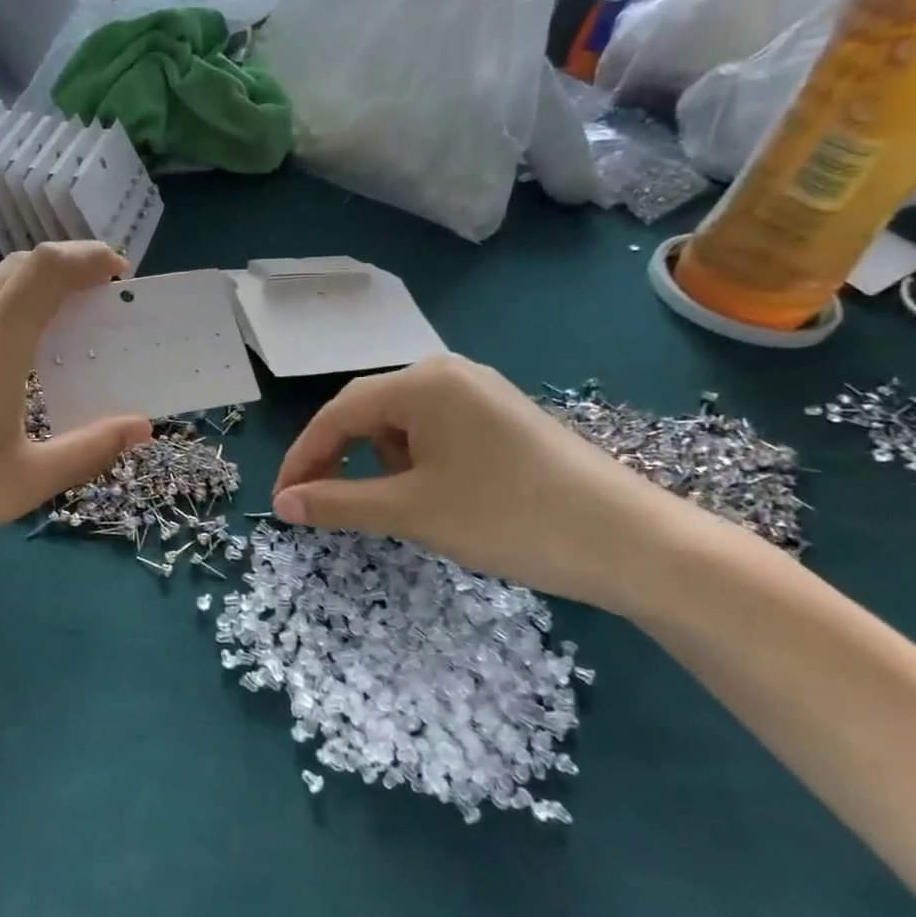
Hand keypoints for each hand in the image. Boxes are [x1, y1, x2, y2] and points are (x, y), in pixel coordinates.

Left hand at [0, 243, 152, 596]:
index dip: (88, 258)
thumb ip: (90, 448)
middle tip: (96, 301)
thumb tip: (142, 426)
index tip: (120, 274)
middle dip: (64, 269)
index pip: (47, 269)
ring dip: (25, 283)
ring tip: (54, 319)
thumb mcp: (26, 481)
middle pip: (16, 265)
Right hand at [271, 355, 693, 613]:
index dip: (302, 458)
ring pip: (400, 424)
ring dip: (378, 463)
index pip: (337, 414)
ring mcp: (479, 393)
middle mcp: (447, 373)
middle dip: (337, 459)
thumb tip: (282, 505)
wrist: (633, 543)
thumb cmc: (508, 517)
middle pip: (366, 412)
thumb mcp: (411, 511)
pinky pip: (435, 432)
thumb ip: (337, 502)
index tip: (283, 503)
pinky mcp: (502, 418)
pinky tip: (433, 494)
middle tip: (318, 505)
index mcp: (420, 382)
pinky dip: (415, 463)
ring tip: (391, 506)